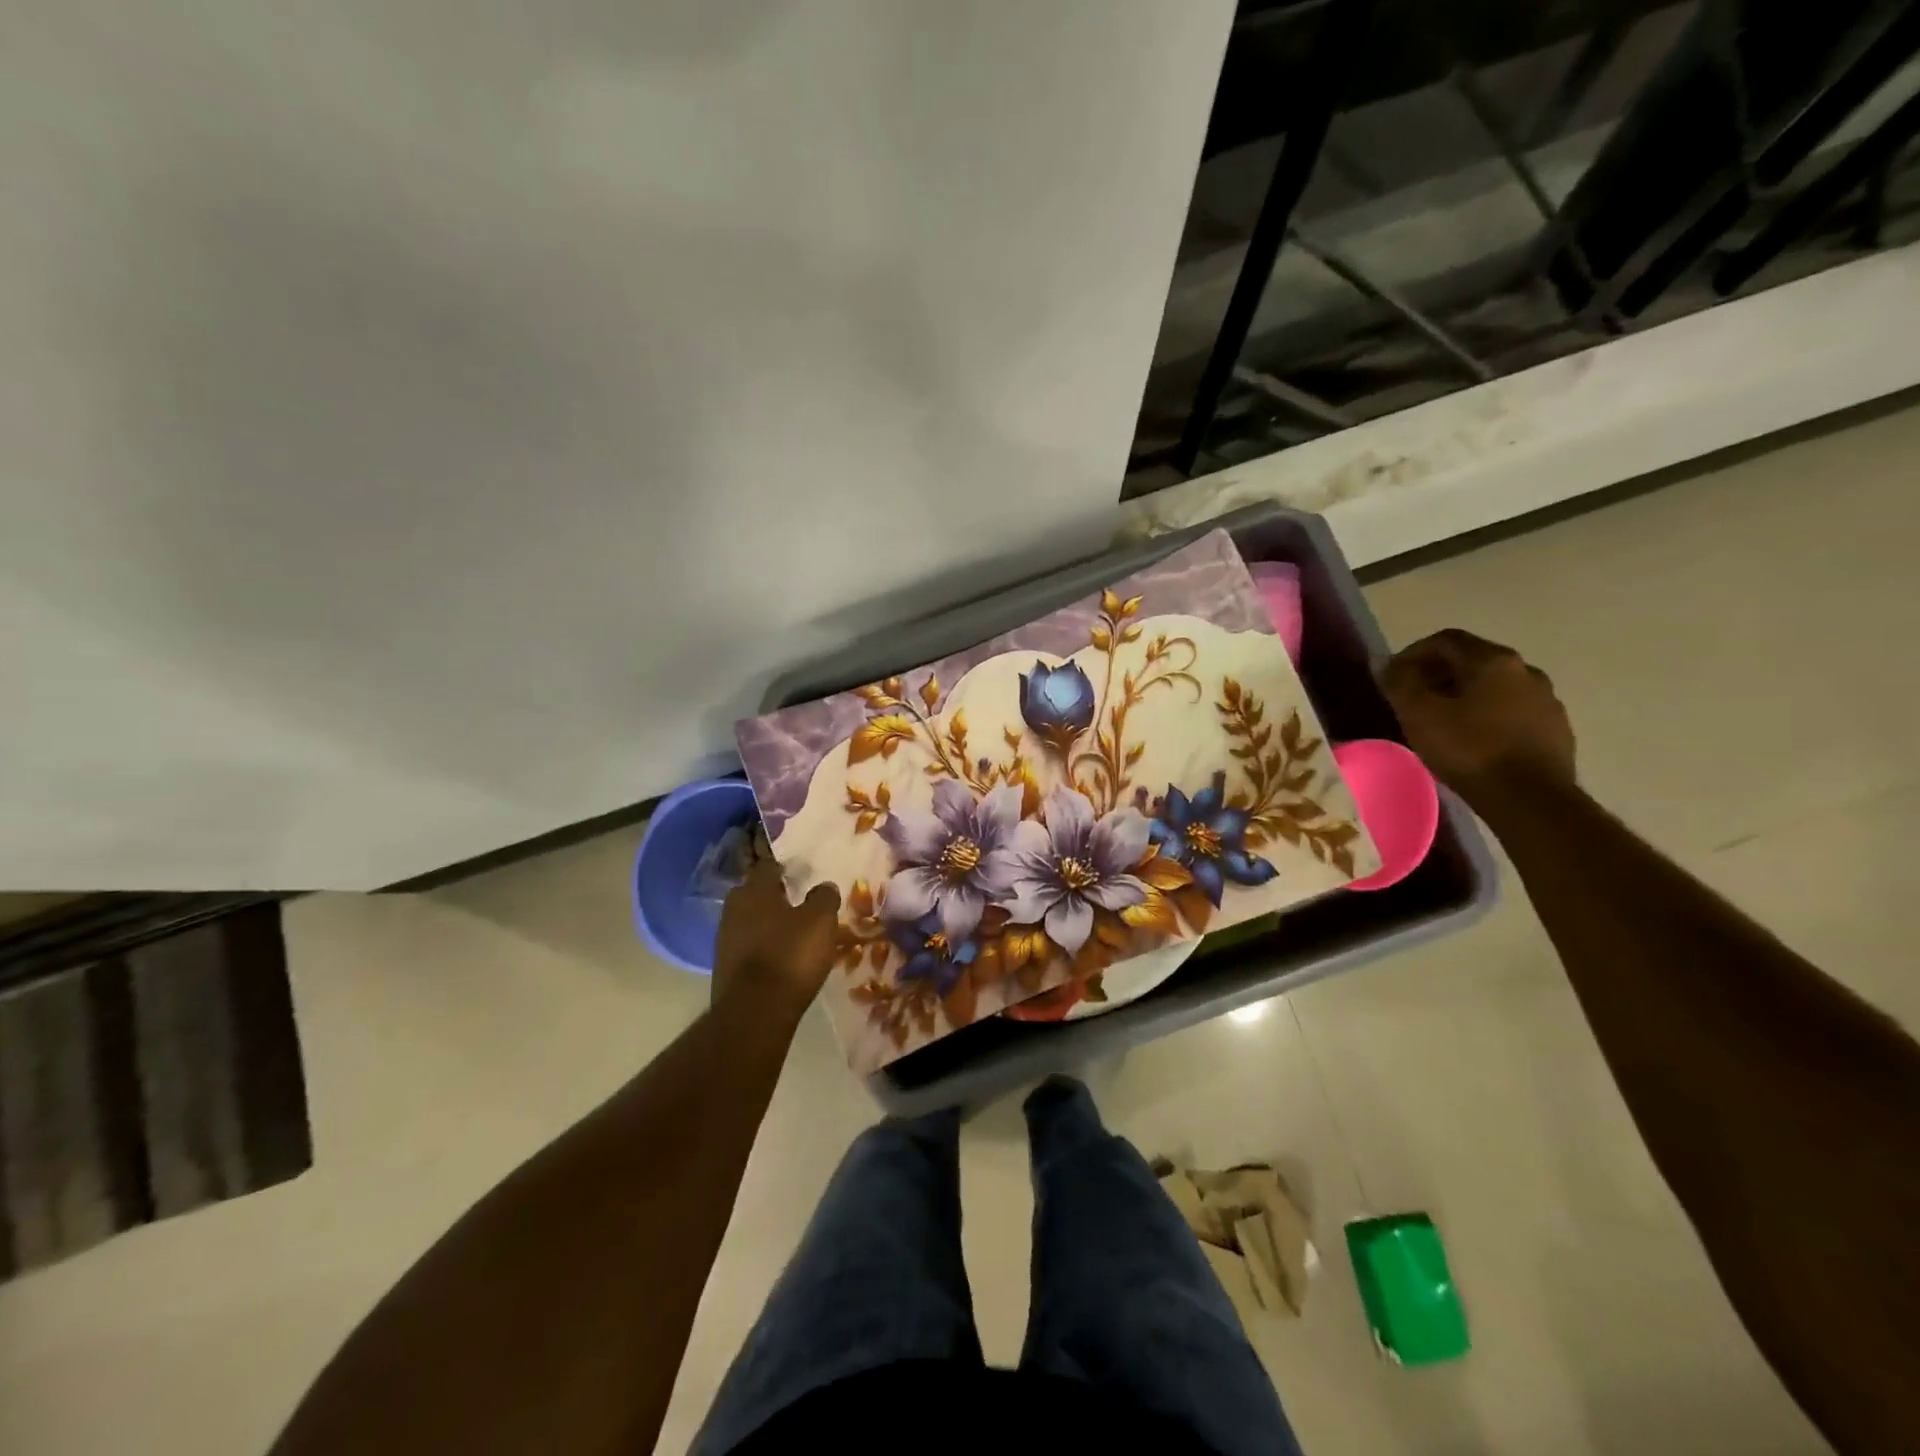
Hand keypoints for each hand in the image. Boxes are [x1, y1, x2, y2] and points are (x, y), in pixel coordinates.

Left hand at [711, 834, 839, 1016]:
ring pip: (749, 921)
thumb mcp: (820, 921)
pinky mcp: (724, 967)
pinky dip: (762, 947)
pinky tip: (779, 957)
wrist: (755, 1012)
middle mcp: (734, 908)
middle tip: (798, 901)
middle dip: (773, 895)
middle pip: (754, 893)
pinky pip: (747, 947)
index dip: (785, 867)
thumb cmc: (790, 955)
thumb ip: (824, 898)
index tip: (801, 872)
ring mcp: (725, 939)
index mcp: (755, 890)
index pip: (768, 866)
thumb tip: (824, 886)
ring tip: (792, 932)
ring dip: (767, 923)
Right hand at [1380, 629, 1575, 808]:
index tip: (1392, 677)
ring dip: (1463, 695)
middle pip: (1472, 660)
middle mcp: (1525, 670)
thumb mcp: (1418, 714)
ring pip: (1494, 686)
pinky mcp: (1555, 729)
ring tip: (1440, 721)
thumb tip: (1383, 662)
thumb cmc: (1468, 750)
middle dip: (1437, 674)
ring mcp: (1546, 700)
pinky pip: (1512, 711)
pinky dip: (1486, 715)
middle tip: (1412, 699)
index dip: (1413, 653)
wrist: (1530, 799)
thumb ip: (1399, 682)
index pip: (1446, 640)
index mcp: (1493, 660)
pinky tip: (1472, 740)